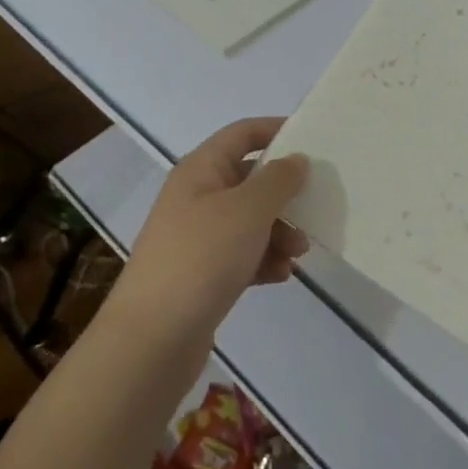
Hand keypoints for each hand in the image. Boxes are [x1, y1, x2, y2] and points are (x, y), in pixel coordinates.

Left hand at [114, 117, 311, 343]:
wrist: (153, 338)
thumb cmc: (202, 258)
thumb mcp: (248, 210)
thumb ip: (278, 180)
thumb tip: (296, 159)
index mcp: (200, 170)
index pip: (241, 133)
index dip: (275, 129)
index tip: (313, 139)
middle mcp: (196, 197)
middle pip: (249, 179)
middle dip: (284, 193)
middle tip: (315, 207)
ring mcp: (198, 237)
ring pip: (250, 220)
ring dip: (279, 231)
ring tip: (299, 252)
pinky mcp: (202, 274)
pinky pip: (242, 255)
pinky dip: (264, 260)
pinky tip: (281, 276)